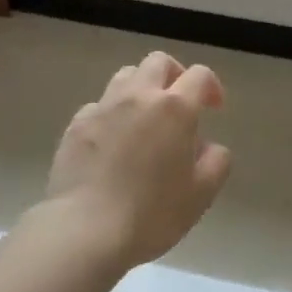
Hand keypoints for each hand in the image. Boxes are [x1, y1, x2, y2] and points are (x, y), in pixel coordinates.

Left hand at [36, 51, 232, 271]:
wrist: (85, 229)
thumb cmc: (152, 213)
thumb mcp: (201, 194)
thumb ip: (216, 162)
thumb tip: (209, 146)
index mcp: (175, 108)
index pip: (199, 75)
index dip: (211, 86)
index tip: (213, 108)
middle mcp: (138, 97)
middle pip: (158, 62)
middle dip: (174, 74)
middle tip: (179, 102)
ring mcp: (103, 107)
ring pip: (125, 76)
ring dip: (141, 88)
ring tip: (145, 118)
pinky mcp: (76, 125)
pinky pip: (99, 105)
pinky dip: (112, 114)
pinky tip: (112, 141)